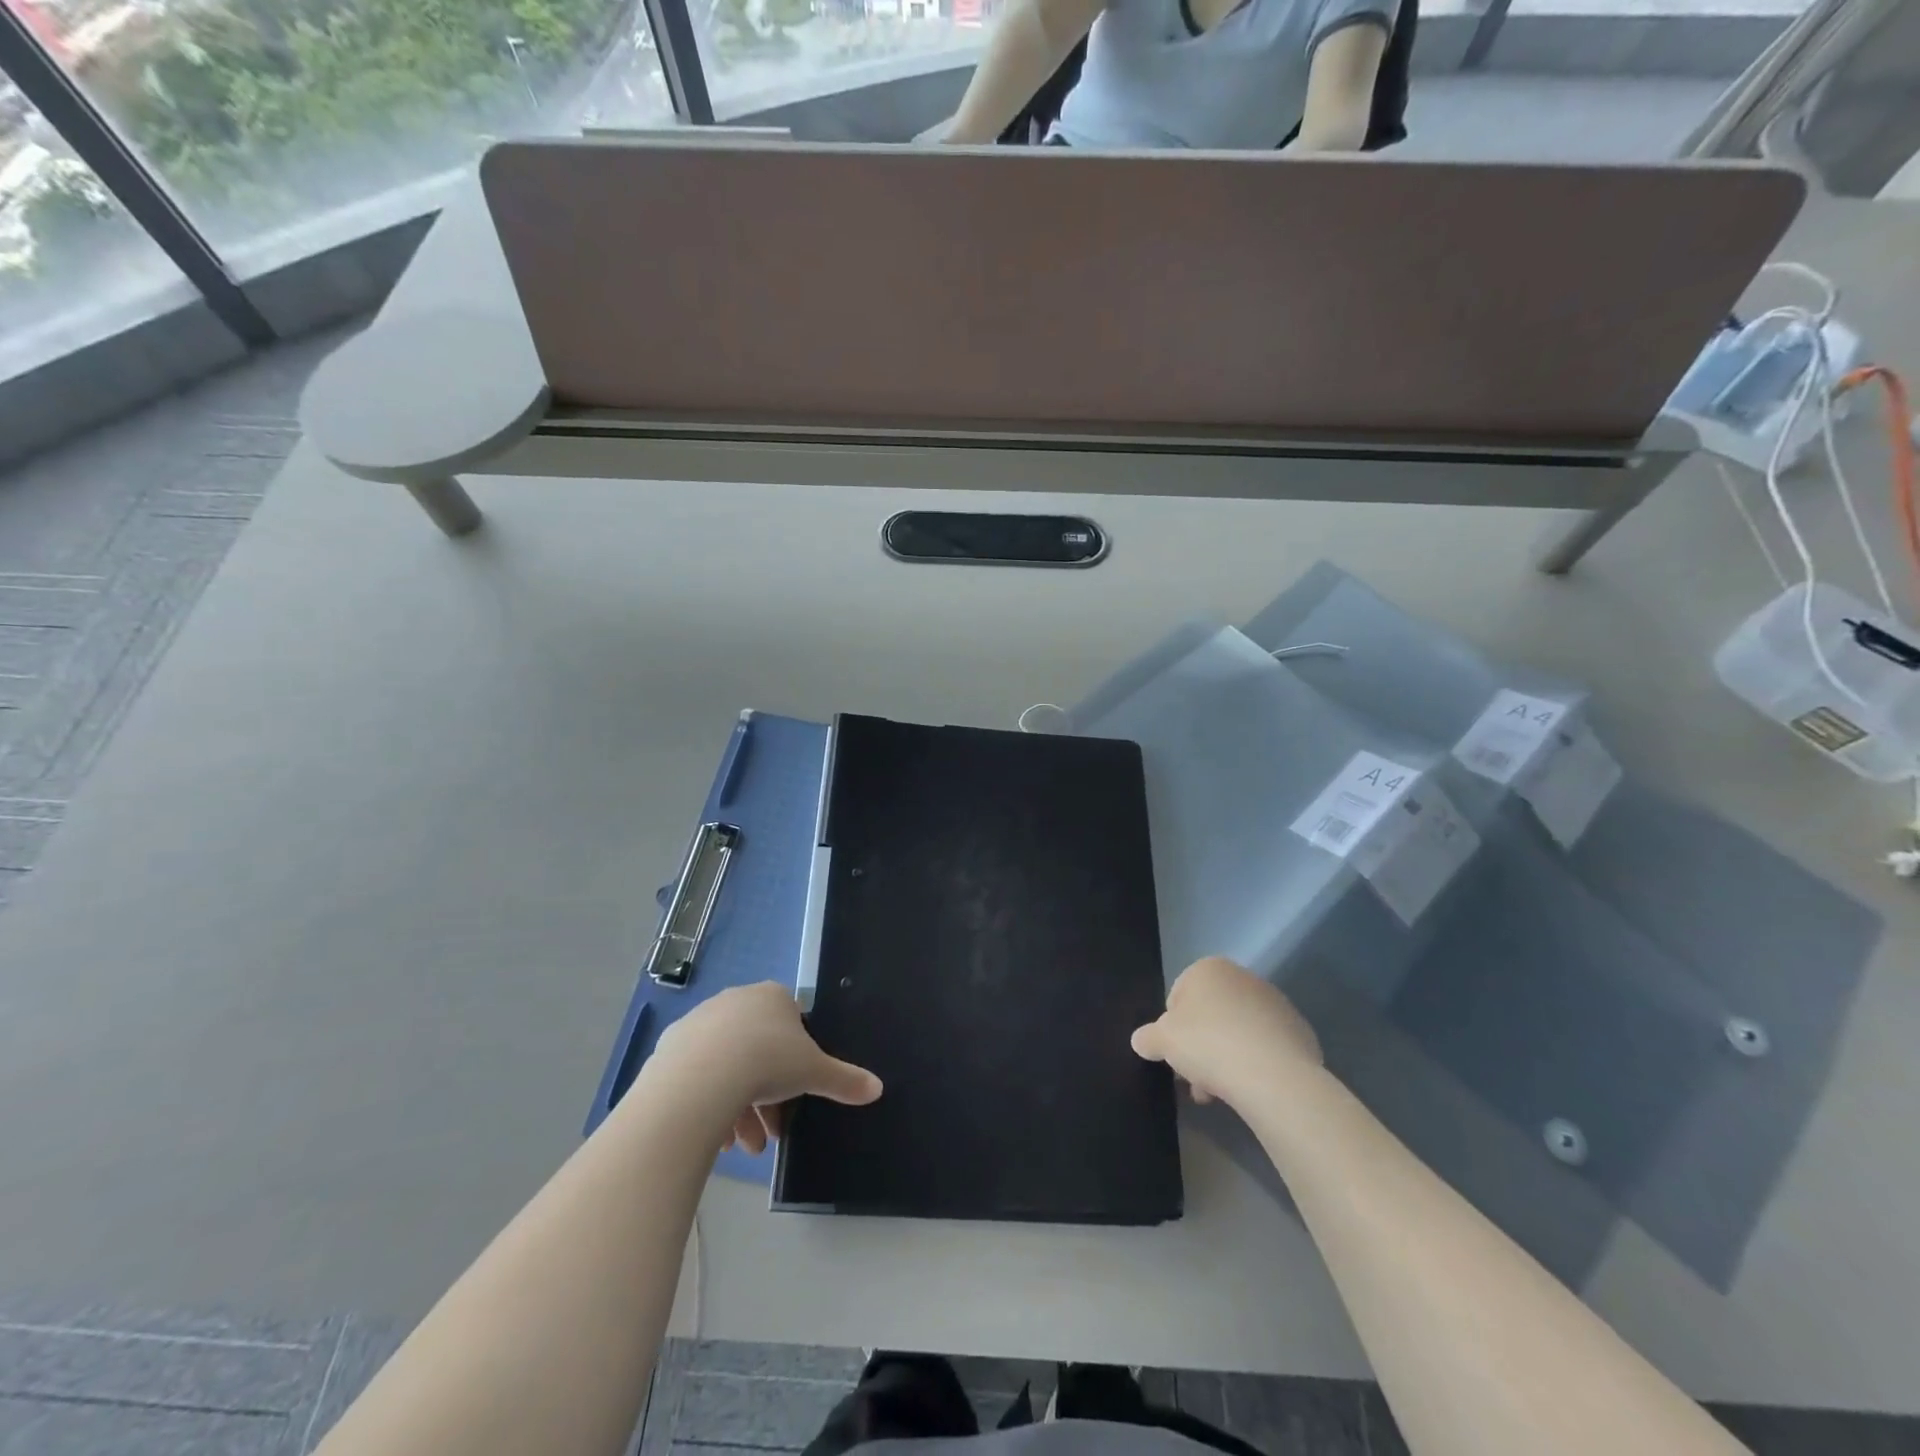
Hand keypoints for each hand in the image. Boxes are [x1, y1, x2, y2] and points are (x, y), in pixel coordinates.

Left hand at [650, 983, 882, 1154]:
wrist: (702, 1077)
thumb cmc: (767, 1062)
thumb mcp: (814, 1073)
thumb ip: (844, 1079)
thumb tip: (877, 1088)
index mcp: (773, 997)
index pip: (791, 1026)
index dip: (796, 1065)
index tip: (795, 1098)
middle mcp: (736, 1001)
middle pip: (758, 1051)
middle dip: (767, 1097)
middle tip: (769, 1135)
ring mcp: (700, 1021)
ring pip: (727, 1066)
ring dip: (739, 1109)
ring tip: (742, 1148)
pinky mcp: (671, 1046)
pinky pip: (698, 1076)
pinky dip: (709, 1104)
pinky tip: (715, 1138)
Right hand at [1131, 956, 1321, 1108]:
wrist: (1274, 1076)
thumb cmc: (1209, 1044)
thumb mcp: (1162, 1041)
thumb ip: (1147, 1037)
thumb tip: (1141, 1040)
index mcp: (1209, 969)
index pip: (1178, 997)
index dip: (1172, 1029)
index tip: (1175, 1056)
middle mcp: (1243, 977)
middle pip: (1210, 1016)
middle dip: (1200, 1047)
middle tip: (1194, 1080)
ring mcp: (1275, 1003)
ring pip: (1237, 1033)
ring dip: (1224, 1060)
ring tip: (1218, 1094)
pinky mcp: (1299, 1031)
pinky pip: (1265, 1047)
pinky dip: (1254, 1064)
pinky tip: (1249, 1089)